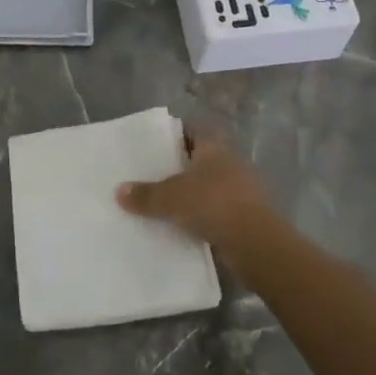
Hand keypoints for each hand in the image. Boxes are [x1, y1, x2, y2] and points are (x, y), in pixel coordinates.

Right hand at [115, 134, 277, 266]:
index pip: (191, 131)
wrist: (256, 243)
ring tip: (164, 203)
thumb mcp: (171, 198)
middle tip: (151, 175)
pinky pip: (217, 210)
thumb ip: (145, 195)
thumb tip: (119, 190)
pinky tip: (184, 227)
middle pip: (200, 159)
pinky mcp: (247, 215)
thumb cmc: (213, 204)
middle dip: (179, 167)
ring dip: (192, 194)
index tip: (152, 146)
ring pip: (209, 185)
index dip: (173, 135)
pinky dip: (203, 216)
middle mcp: (230, 162)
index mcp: (214, 147)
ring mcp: (242, 189)